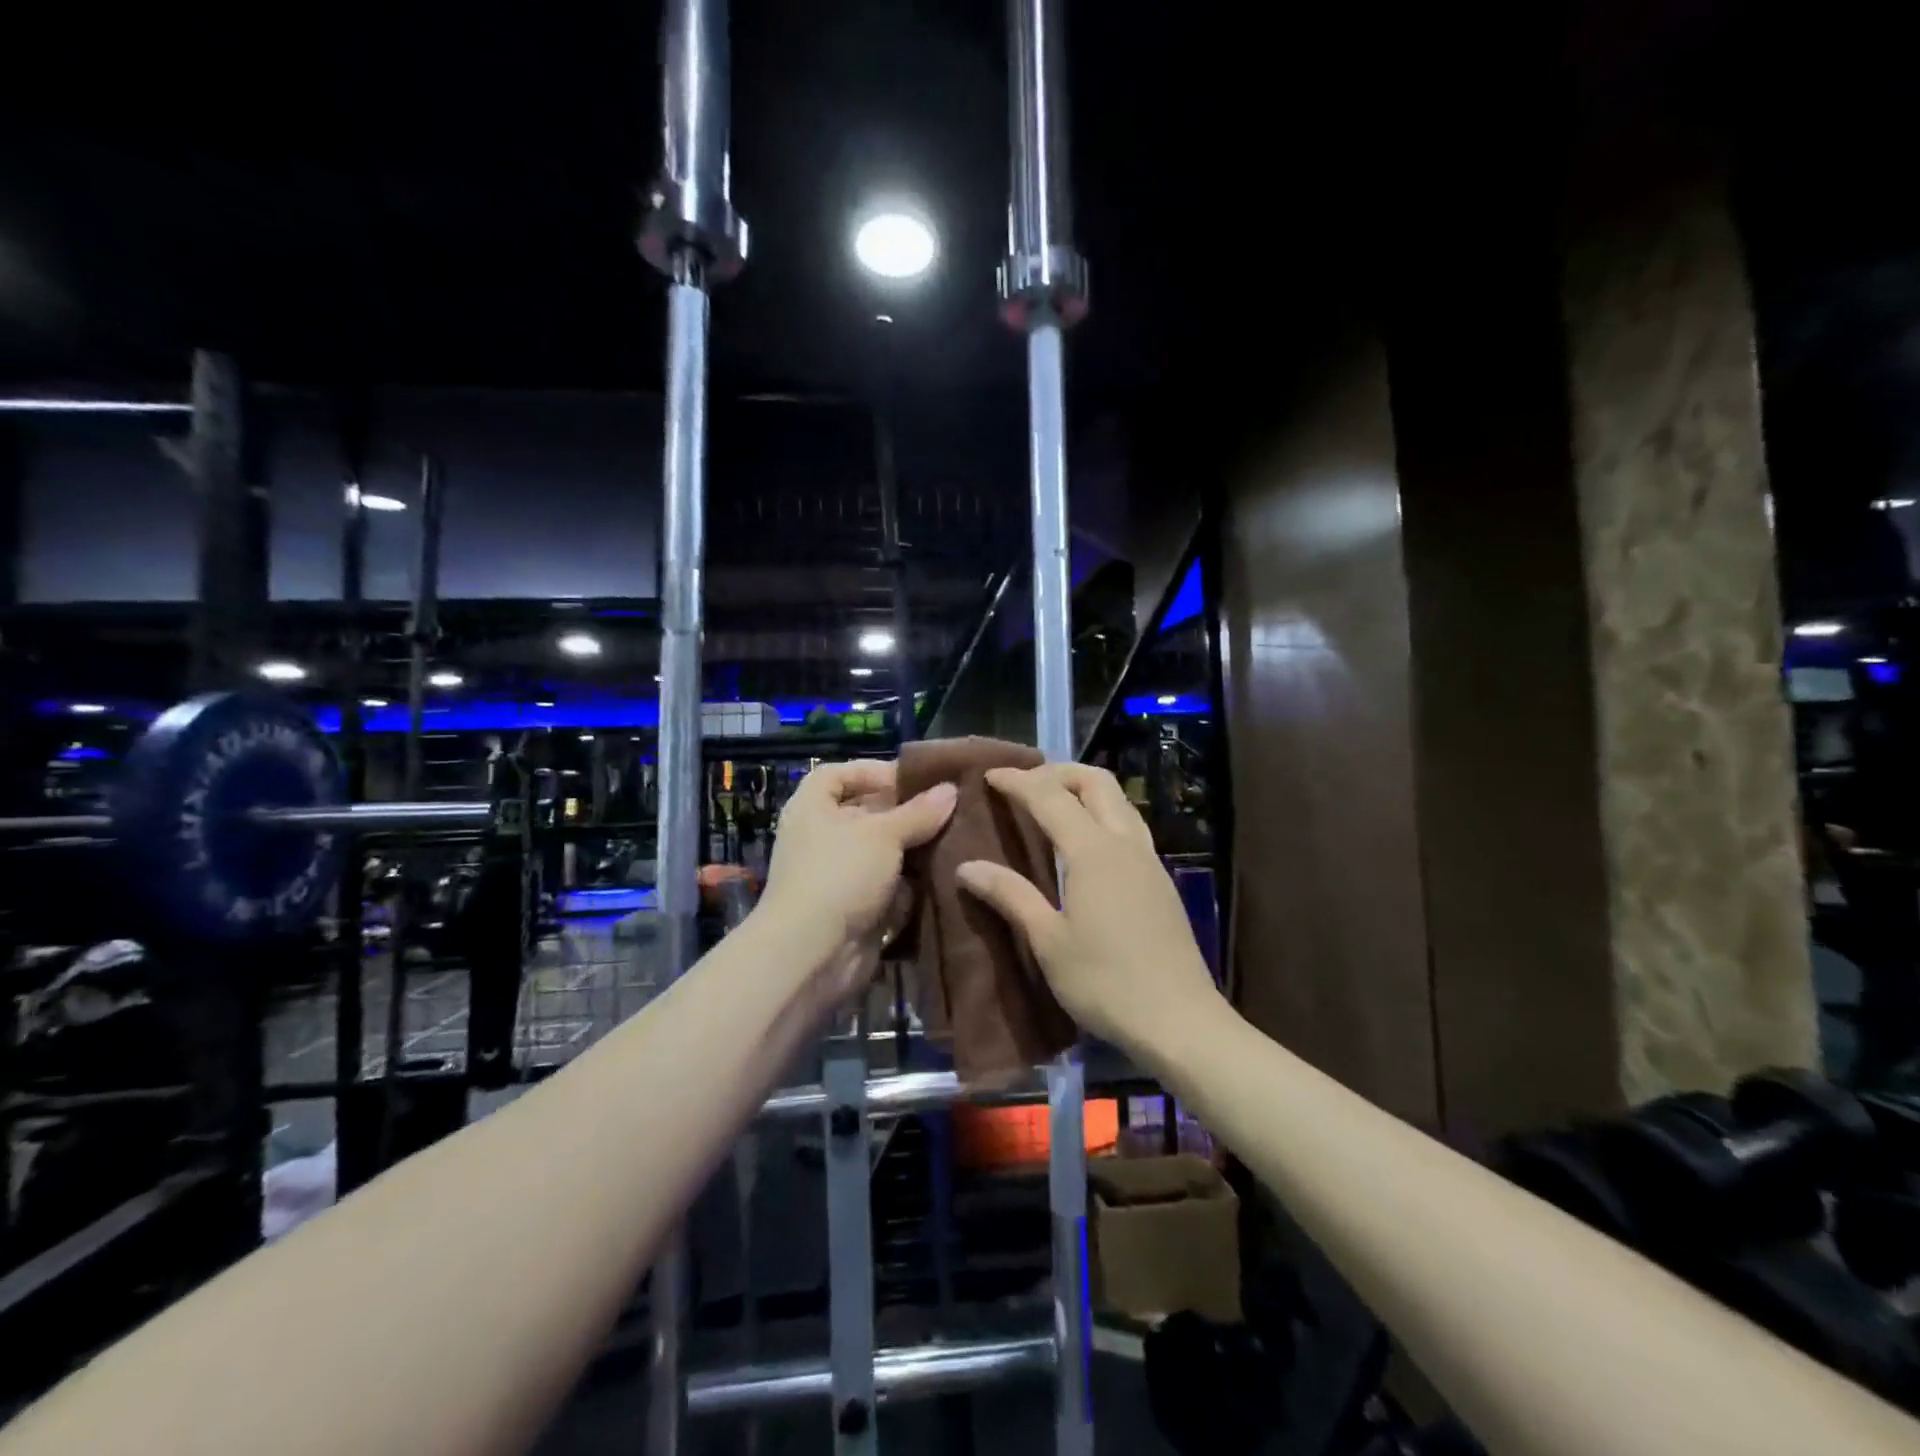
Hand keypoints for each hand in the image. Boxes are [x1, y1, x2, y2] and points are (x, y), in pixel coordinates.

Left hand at [757, 760, 956, 996]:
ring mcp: (837, 874)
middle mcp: (821, 836)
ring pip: (881, 852)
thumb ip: (919, 812)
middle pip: (866, 813)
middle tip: (948, 810)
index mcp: (813, 807)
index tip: (912, 781)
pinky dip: (910, 882)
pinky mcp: (854, 907)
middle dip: (905, 813)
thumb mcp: (884, 834)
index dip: (873, 772)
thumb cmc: (840, 874)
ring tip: (955, 840)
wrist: (812, 953)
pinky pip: (887, 885)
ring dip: (913, 849)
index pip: (838, 774)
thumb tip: (950, 790)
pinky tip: (944, 875)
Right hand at [956, 763, 1224, 1057]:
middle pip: (1095, 782)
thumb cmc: (1105, 982)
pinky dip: (1102, 813)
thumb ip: (1010, 895)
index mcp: (1093, 851)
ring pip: (1119, 800)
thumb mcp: (1048, 941)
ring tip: (1053, 804)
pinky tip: (1086, 843)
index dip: (1018, 781)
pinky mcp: (1161, 880)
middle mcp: (1124, 843)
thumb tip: (967, 866)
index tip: (989, 775)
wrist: (1179, 1020)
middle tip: (1025, 784)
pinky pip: (1129, 825)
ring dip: (1084, 789)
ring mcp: (1149, 859)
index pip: (1049, 797)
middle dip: (1058, 772)